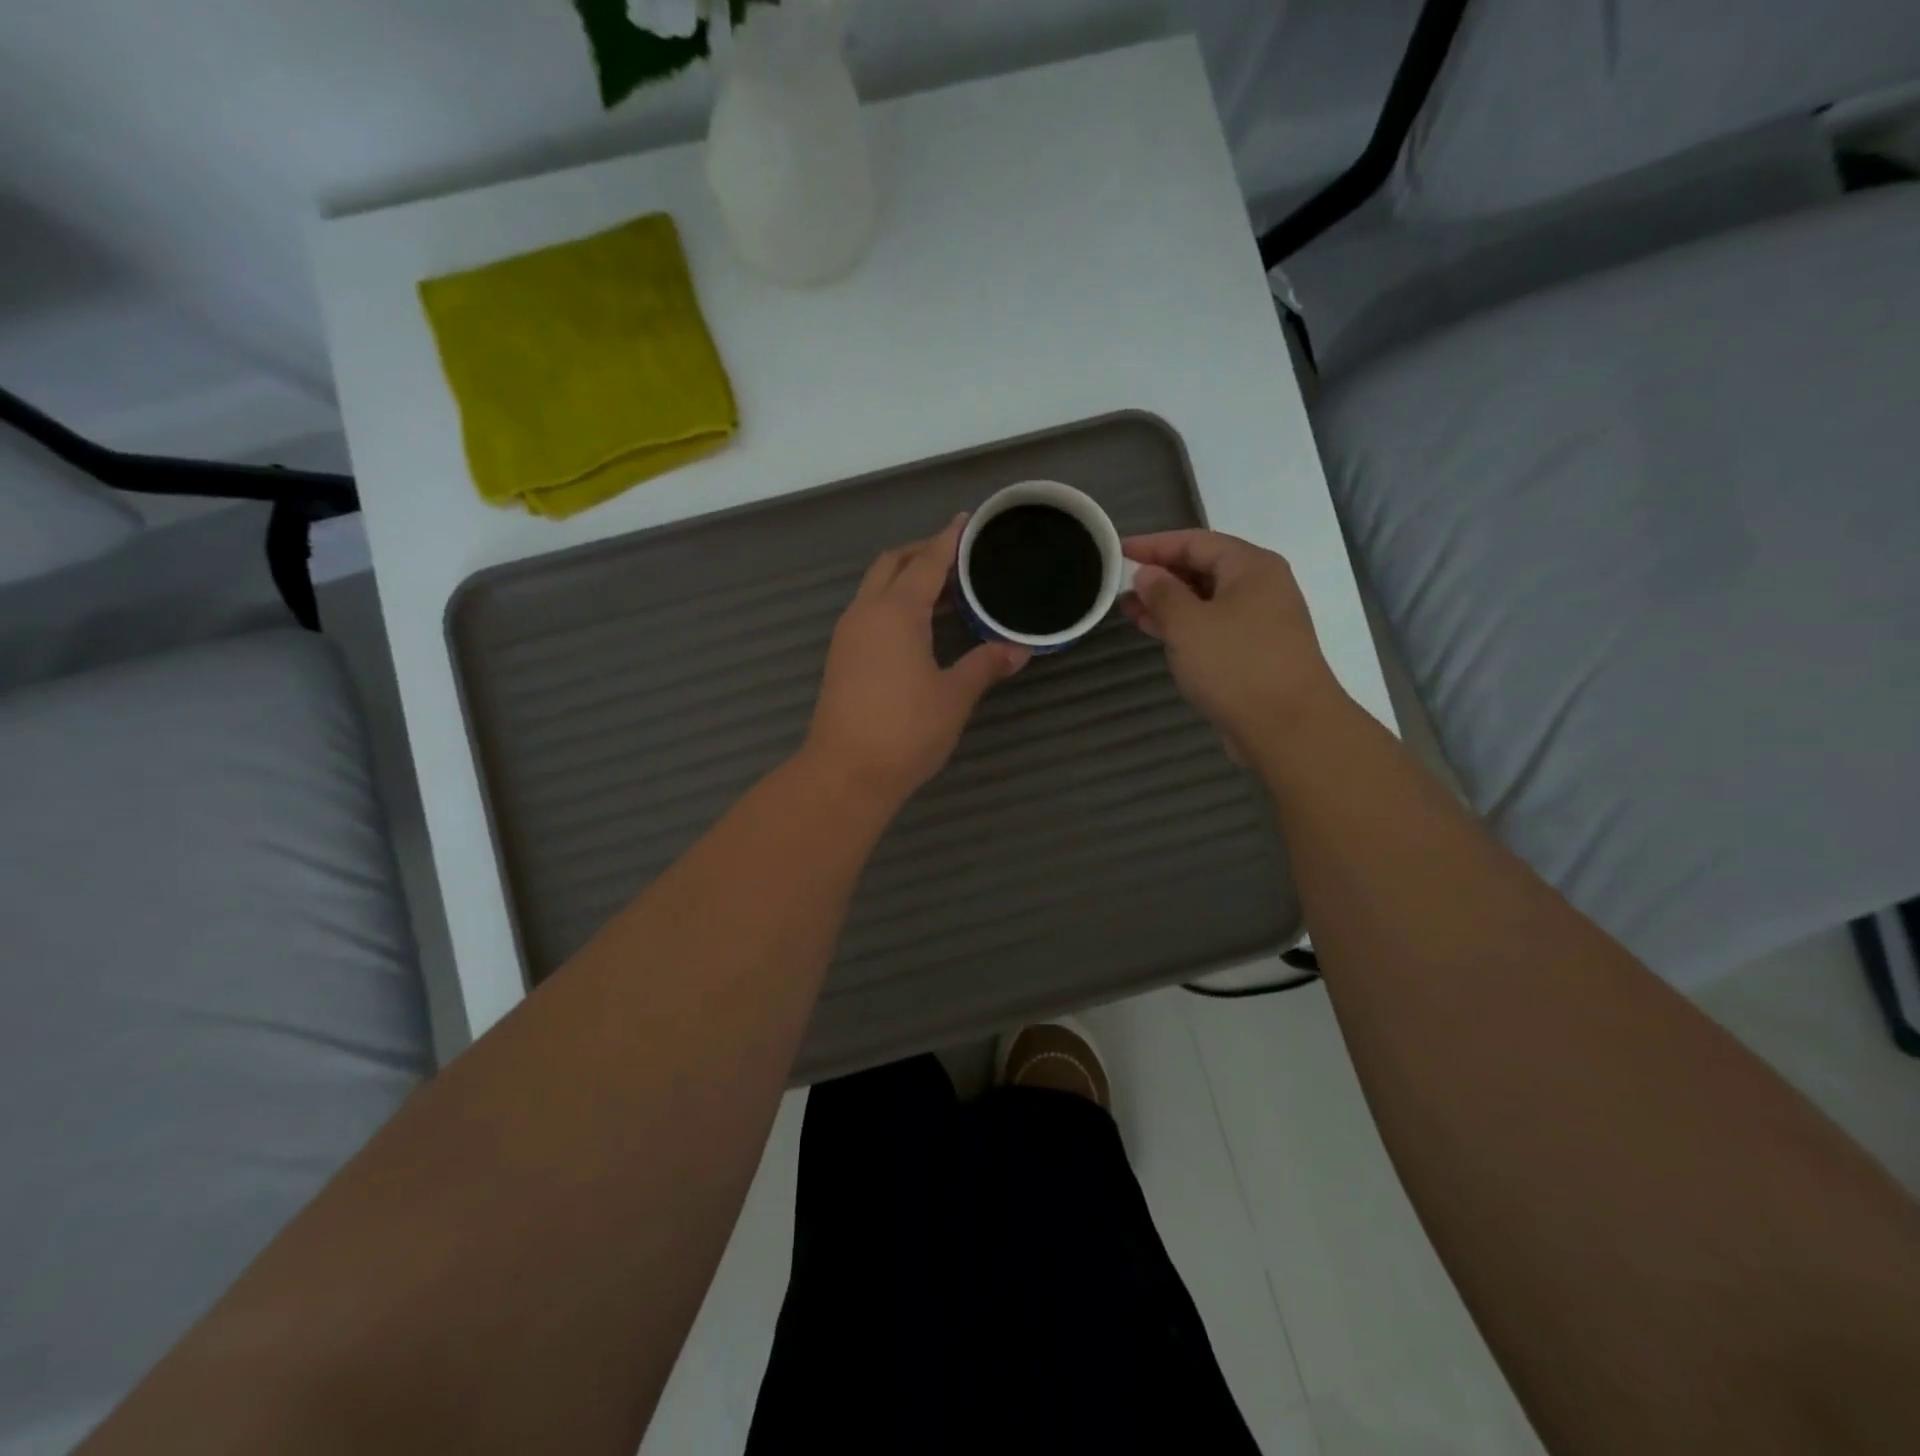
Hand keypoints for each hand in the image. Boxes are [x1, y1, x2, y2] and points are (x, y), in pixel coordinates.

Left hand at [805, 517, 1029, 805]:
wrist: (845, 773)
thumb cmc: (904, 731)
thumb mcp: (953, 697)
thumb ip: (985, 665)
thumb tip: (1018, 650)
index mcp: (895, 613)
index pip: (926, 562)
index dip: (948, 541)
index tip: (966, 522)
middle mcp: (866, 614)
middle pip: (892, 565)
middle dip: (923, 554)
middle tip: (958, 559)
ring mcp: (848, 636)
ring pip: (877, 589)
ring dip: (907, 580)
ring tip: (947, 592)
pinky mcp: (842, 658)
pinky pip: (870, 613)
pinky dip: (895, 605)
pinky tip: (920, 627)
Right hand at [1121, 530, 1343, 760]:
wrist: (1288, 727)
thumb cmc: (1236, 665)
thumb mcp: (1188, 624)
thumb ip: (1162, 594)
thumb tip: (1147, 574)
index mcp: (1251, 567)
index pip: (1195, 542)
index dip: (1154, 545)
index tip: (1119, 552)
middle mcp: (1261, 588)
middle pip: (1203, 569)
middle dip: (1160, 576)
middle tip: (1120, 586)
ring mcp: (1261, 622)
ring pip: (1206, 602)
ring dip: (1169, 605)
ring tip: (1130, 611)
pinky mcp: (1255, 653)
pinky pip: (1214, 628)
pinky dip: (1185, 628)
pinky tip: (1159, 635)